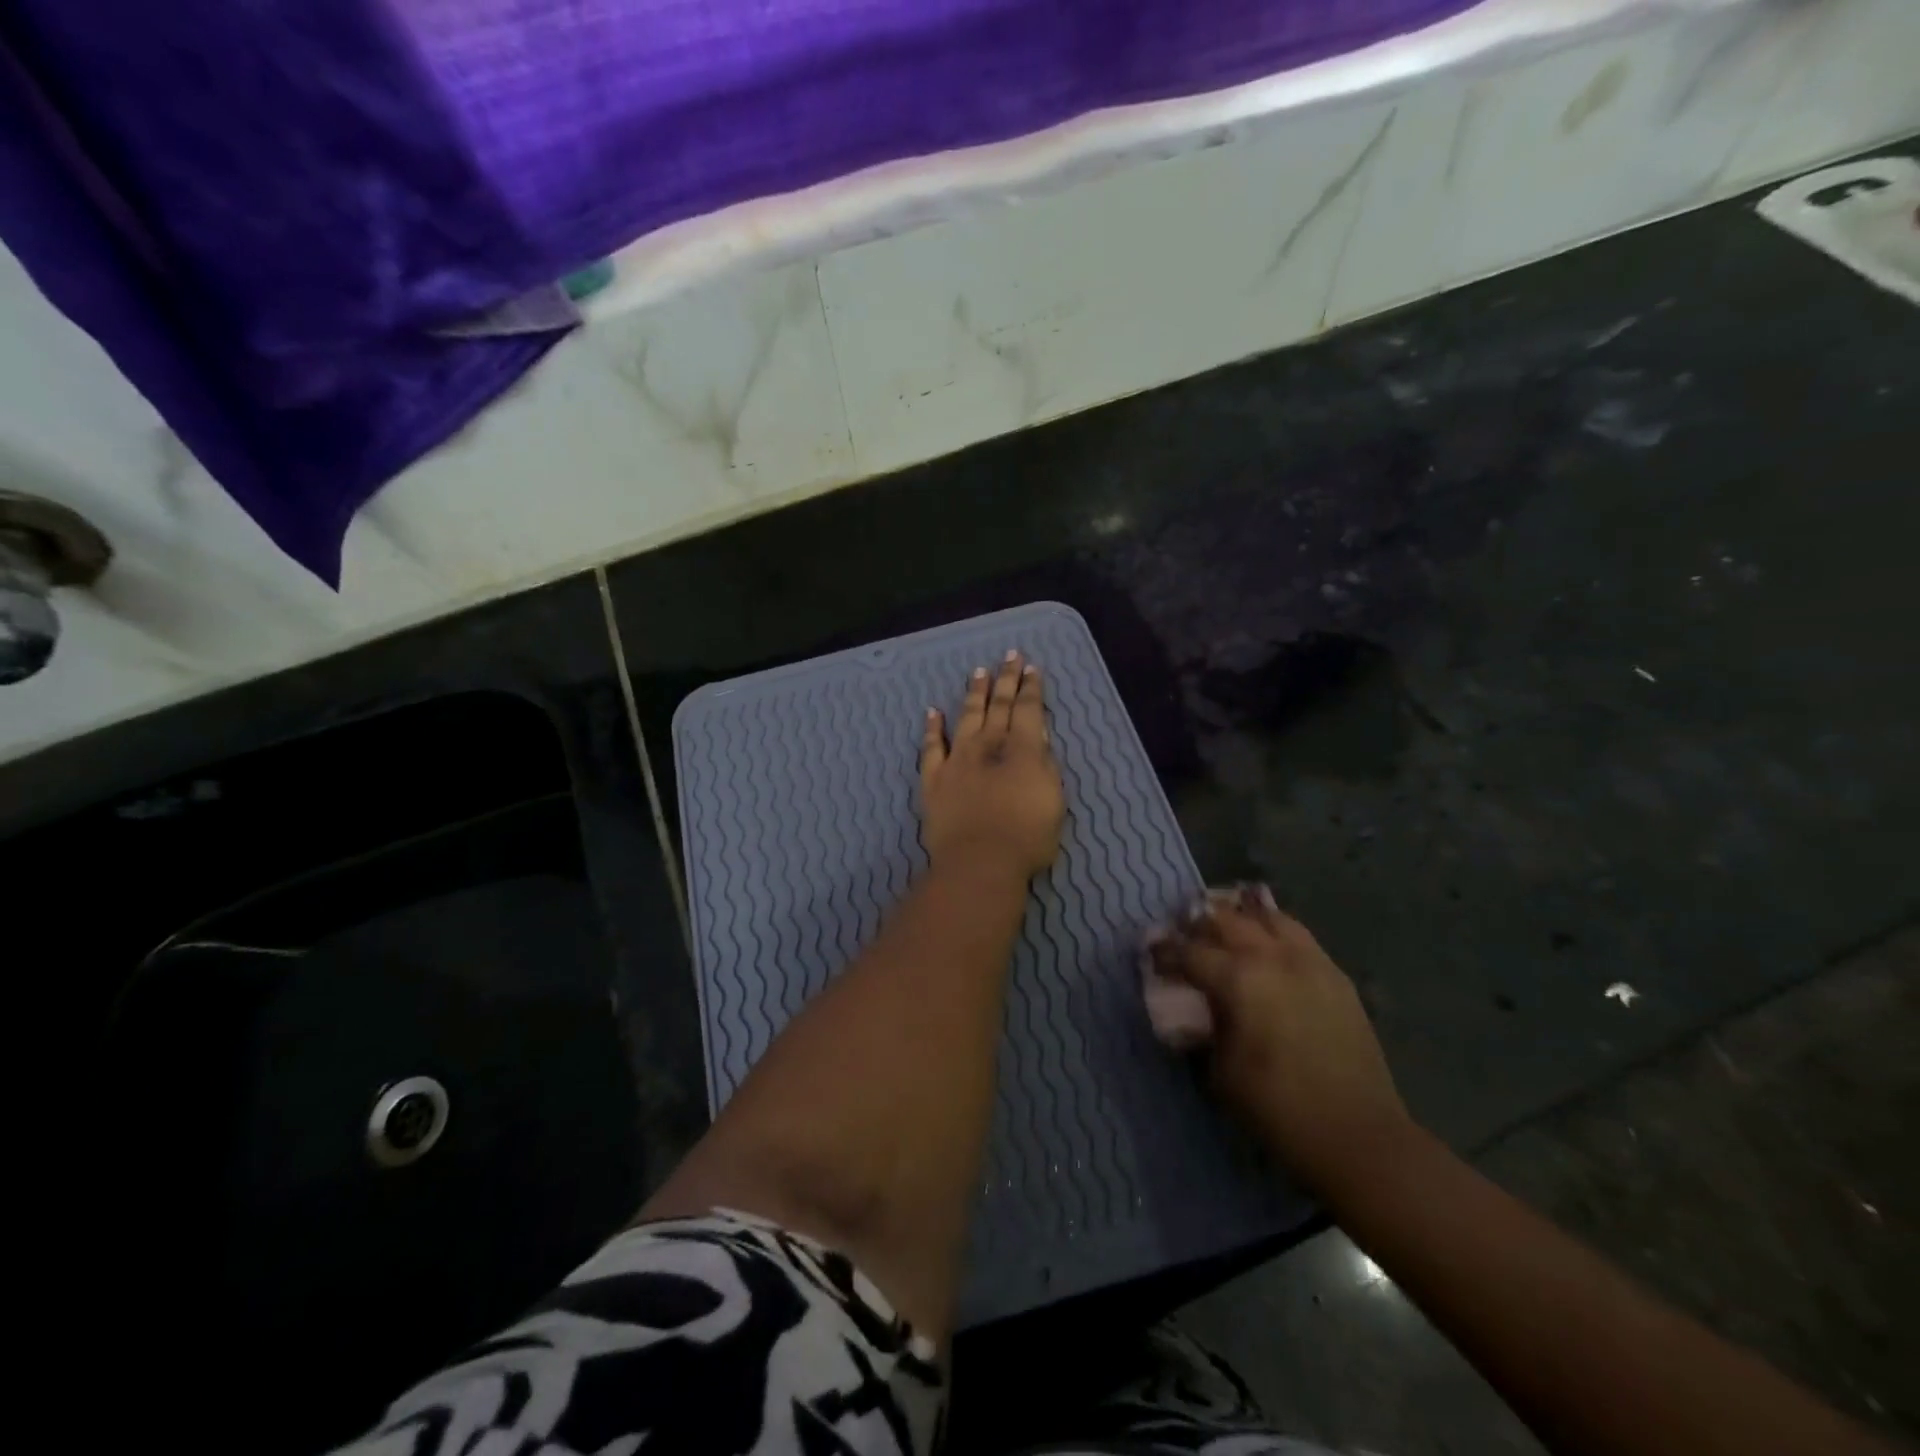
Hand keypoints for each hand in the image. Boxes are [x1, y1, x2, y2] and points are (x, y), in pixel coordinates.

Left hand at [920, 651, 1064, 880]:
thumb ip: (1045, 767)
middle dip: (1006, 679)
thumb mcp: (1054, 800)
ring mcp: (958, 759)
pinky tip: (932, 712)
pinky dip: (932, 727)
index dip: (1031, 687)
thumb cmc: (1027, 837)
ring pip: (967, 716)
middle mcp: (988, 745)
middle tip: (1009, 656)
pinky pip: (931, 746)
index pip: (1028, 708)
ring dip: (974, 693)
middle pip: (998, 704)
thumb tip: (1036, 744)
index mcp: (1023, 748)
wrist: (979, 861)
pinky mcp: (934, 778)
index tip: (1031, 668)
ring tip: (978, 672)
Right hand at [1147, 887, 1413, 1193]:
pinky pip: (1298, 934)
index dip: (1163, 950)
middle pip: (1225, 920)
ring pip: (1267, 916)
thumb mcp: (1219, 1072)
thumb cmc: (1277, 1108)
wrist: (1358, 1135)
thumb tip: (1191, 1010)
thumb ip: (1202, 1029)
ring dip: (1239, 915)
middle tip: (1182, 932)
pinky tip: (1267, 941)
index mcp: (1238, 979)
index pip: (1188, 951)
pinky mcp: (1334, 975)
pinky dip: (1274, 928)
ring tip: (1224, 922)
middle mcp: (1271, 956)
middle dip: (1197, 922)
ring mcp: (1308, 961)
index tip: (1150, 952)